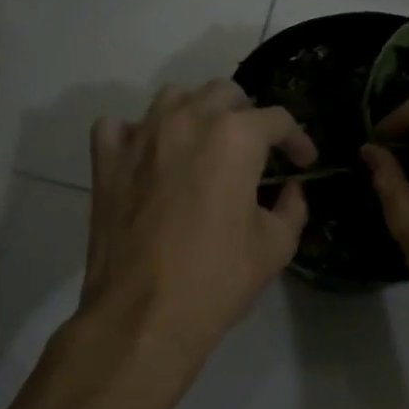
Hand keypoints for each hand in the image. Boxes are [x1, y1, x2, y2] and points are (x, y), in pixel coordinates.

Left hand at [82, 79, 317, 372]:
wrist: (143, 315)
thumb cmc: (216, 280)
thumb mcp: (275, 246)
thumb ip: (292, 208)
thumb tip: (291, 190)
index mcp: (234, 137)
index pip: (276, 119)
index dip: (297, 139)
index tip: (303, 162)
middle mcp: (186, 121)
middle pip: (224, 93)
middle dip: (247, 115)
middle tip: (255, 150)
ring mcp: (140, 136)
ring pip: (173, 97)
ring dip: (195, 113)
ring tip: (204, 144)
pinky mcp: (106, 160)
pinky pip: (120, 126)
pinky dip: (137, 134)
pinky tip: (149, 157)